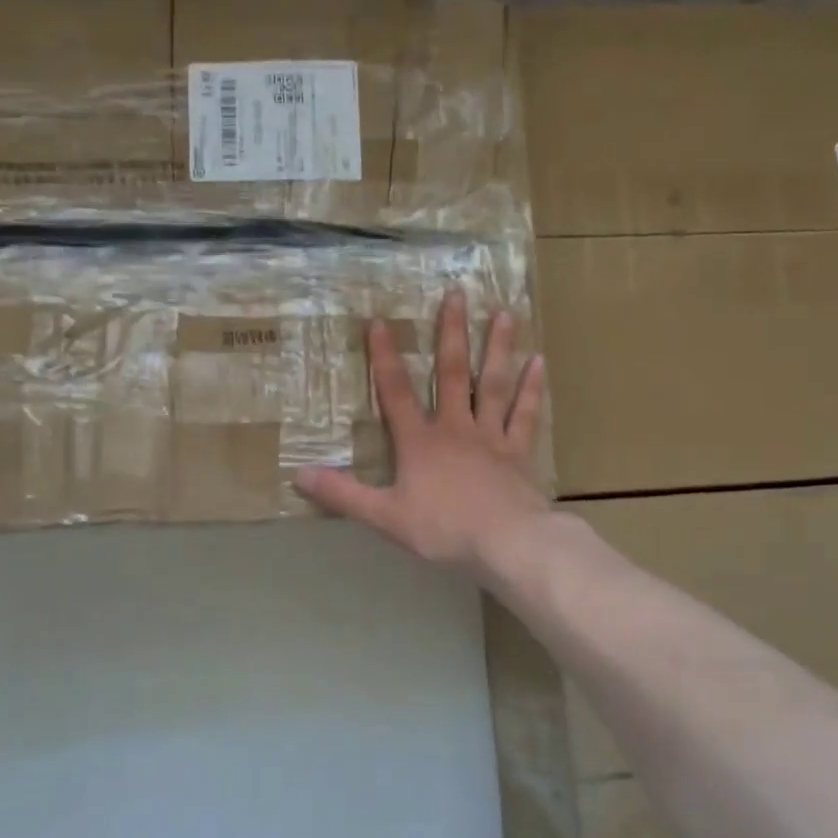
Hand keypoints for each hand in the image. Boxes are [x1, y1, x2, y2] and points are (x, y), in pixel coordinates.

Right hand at [294, 289, 547, 573]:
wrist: (507, 543)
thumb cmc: (443, 529)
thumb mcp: (385, 516)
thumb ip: (343, 495)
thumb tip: (299, 474)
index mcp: (420, 442)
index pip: (396, 393)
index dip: (384, 357)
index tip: (380, 321)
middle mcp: (456, 428)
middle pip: (452, 374)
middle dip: (451, 334)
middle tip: (457, 294)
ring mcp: (491, 437)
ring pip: (494, 384)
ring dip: (498, 348)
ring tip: (505, 313)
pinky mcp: (519, 452)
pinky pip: (526, 415)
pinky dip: (532, 389)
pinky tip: (539, 362)